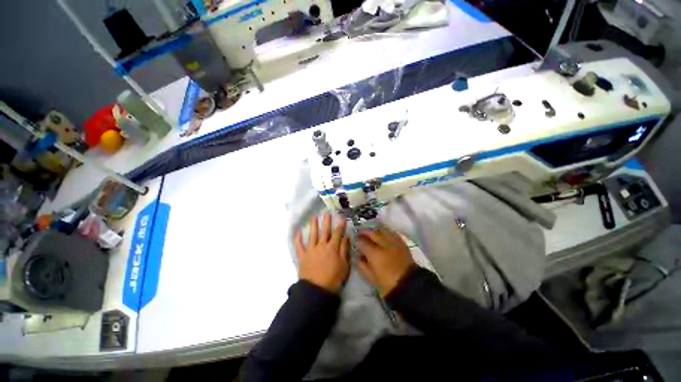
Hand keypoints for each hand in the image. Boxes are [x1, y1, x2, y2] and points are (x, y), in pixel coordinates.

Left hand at [295, 214, 349, 292]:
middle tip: (326, 213)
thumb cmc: (333, 278)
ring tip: (313, 217)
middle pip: (324, 231)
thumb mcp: (344, 265)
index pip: (337, 233)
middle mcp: (321, 245)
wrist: (316, 290)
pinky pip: (299, 246)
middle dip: (326, 221)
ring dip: (313, 225)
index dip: (340, 225)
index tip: (341, 218)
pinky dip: (298, 239)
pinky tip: (298, 232)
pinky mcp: (302, 256)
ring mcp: (311, 250)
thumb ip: (344, 249)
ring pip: (312, 234)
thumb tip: (346, 237)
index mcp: (332, 248)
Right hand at [357, 228, 415, 296]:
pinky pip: (392, 233)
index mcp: (374, 254)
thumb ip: (362, 266)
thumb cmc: (387, 285)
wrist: (409, 286)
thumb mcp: (371, 278)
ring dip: (375, 231)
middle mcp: (383, 245)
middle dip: (365, 233)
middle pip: (372, 233)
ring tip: (372, 234)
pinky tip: (384, 235)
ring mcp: (394, 243)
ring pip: (382, 231)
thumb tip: (359, 257)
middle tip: (361, 234)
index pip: (362, 242)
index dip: (358, 241)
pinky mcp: (402, 243)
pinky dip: (387, 233)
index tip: (356, 242)